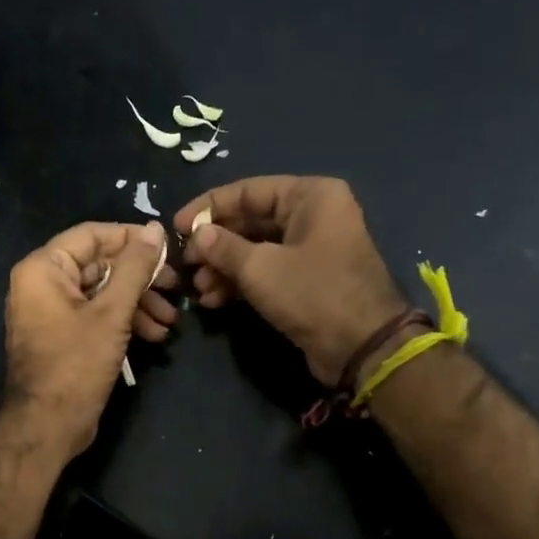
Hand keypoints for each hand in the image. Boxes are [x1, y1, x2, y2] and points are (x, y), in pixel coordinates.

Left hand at [3, 219, 168, 457]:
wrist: (47, 426)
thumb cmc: (75, 364)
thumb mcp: (112, 313)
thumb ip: (135, 268)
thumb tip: (155, 229)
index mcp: (44, 269)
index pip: (92, 235)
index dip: (131, 238)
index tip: (168, 248)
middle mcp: (42, 284)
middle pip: (100, 265)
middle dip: (141, 279)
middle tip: (176, 288)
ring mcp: (51, 312)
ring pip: (102, 293)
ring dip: (138, 304)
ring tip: (170, 321)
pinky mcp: (63, 337)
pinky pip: (96, 316)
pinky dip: (123, 322)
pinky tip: (154, 336)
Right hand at [158, 176, 407, 387]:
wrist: (361, 347)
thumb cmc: (312, 293)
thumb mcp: (260, 267)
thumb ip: (223, 247)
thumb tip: (198, 235)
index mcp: (310, 196)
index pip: (248, 191)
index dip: (208, 207)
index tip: (177, 227)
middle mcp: (313, 216)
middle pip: (250, 221)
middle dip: (215, 244)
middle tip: (186, 263)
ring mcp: (311, 249)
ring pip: (255, 250)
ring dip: (223, 268)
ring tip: (197, 288)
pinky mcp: (306, 280)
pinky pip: (266, 272)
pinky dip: (240, 283)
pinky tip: (213, 300)